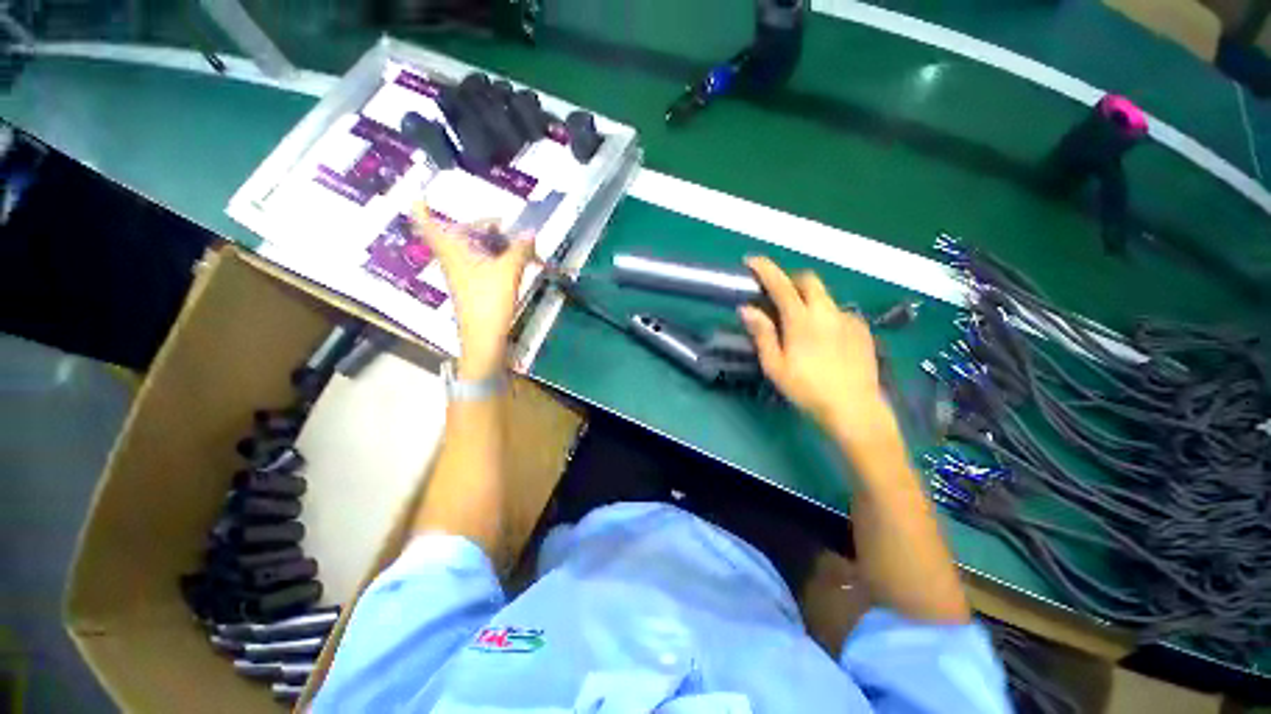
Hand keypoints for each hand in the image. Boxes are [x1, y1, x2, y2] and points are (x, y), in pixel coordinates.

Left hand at [411, 203, 535, 378]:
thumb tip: (531, 231)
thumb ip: (520, 250)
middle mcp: (452, 260)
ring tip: (513, 242)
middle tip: (502, 223)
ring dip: (488, 242)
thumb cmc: (489, 301)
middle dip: (478, 225)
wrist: (484, 337)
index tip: (419, 196)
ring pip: (470, 249)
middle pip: (457, 234)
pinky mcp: (472, 287)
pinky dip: (492, 256)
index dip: (421, 209)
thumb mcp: (508, 272)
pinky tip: (511, 261)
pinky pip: (478, 263)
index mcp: (453, 251)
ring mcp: (462, 275)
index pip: (428, 225)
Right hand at [739, 256, 895, 440]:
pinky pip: (839, 312)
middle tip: (778, 296)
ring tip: (801, 325)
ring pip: (825, 296)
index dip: (765, 269)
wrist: (854, 408)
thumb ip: (762, 333)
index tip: (751, 261)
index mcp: (802, 319)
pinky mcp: (862, 329)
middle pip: (809, 280)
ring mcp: (848, 319)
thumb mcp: (775, 365)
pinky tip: (825, 339)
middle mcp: (827, 311)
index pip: (780, 284)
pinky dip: (826, 315)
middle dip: (791, 280)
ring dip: (809, 299)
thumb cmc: (807, 389)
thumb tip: (747, 309)